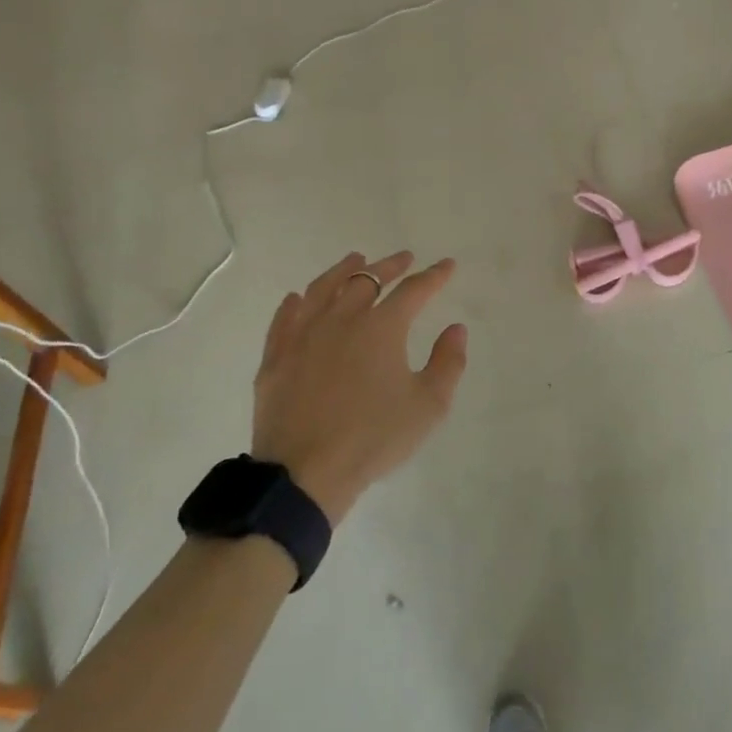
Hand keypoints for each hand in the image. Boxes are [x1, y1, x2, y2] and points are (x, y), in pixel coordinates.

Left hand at [252, 250, 467, 523]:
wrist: (305, 473)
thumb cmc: (374, 438)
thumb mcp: (429, 406)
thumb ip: (448, 362)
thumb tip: (455, 329)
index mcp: (382, 327)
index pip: (414, 290)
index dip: (434, 276)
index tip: (447, 266)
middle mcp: (342, 319)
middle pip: (367, 279)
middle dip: (390, 266)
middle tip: (404, 259)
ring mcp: (303, 335)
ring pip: (323, 288)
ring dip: (343, 270)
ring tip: (356, 260)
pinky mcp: (276, 357)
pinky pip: (285, 318)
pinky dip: (296, 302)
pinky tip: (299, 298)